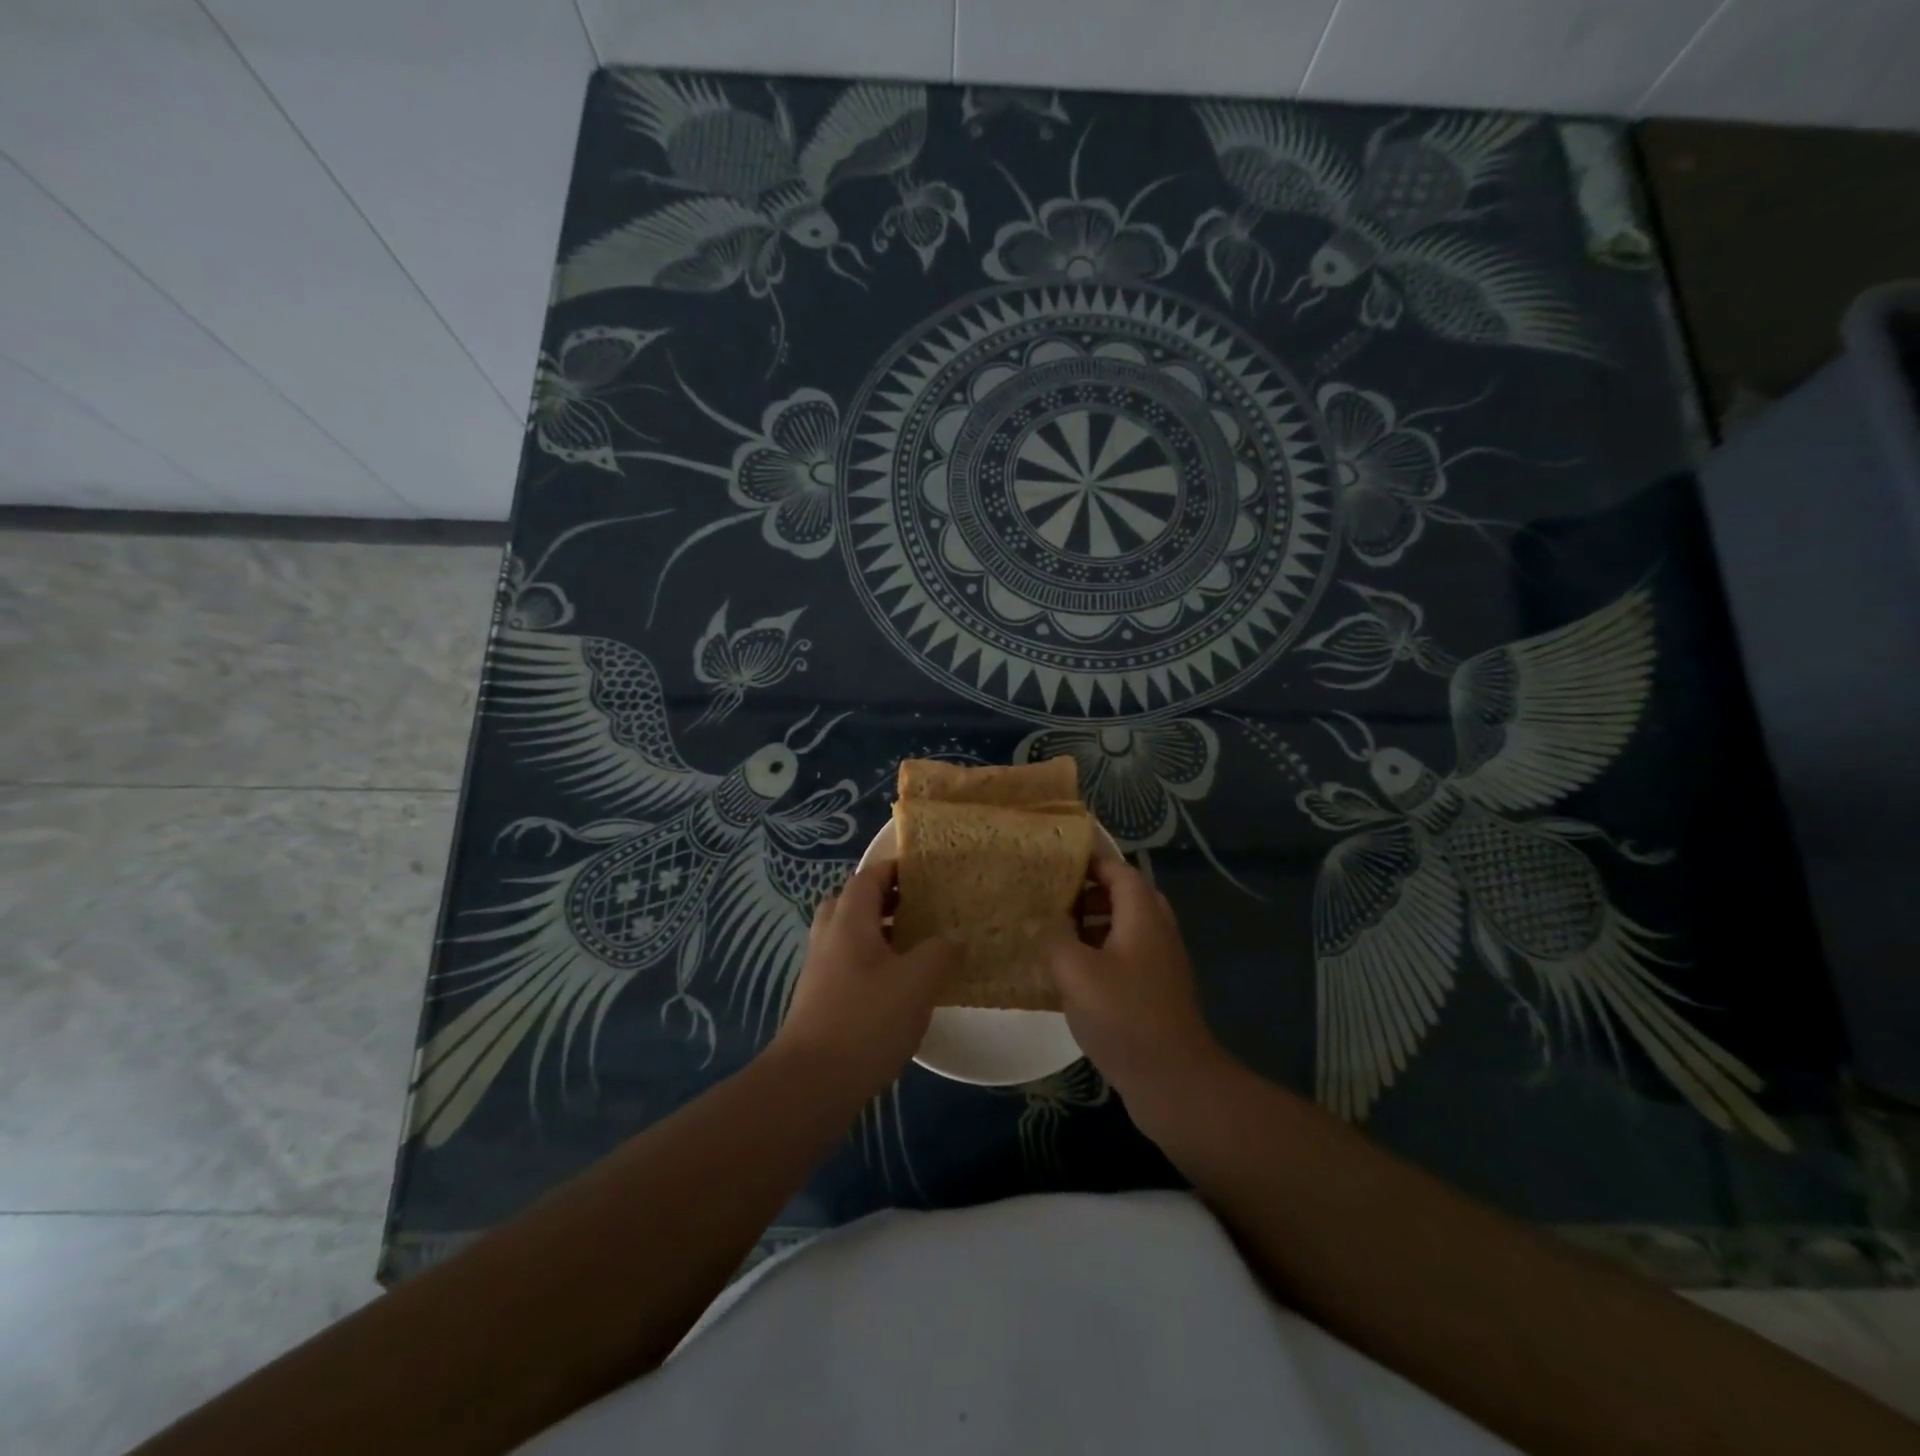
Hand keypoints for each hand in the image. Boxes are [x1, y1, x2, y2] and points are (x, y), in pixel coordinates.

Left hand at [773, 861, 958, 1102]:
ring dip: (880, 934)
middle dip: (885, 900)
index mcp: (850, 921)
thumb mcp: (918, 982)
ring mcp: (820, 970)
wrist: (812, 1082)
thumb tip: (953, 939)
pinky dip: (872, 963)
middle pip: (854, 903)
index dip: (894, 869)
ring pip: (850, 936)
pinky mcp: (820, 1000)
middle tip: (919, 908)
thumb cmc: (867, 1020)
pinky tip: (899, 987)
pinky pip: (848, 965)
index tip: (925, 872)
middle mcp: (829, 937)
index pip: (868, 877)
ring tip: (916, 946)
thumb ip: (940, 952)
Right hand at [1047, 859, 1226, 1132]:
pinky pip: (1128, 955)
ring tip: (1057, 934)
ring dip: (1094, 924)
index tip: (1055, 863)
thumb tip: (1044, 920)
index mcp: (1143, 915)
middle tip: (1054, 899)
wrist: (1173, 1080)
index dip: (1090, 862)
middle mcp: (1158, 931)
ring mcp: (1161, 963)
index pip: (1119, 870)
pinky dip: (1102, 952)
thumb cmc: (1123, 1015)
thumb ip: (1055, 937)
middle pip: (1125, 896)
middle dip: (1090, 893)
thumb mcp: (1075, 971)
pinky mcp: (1157, 991)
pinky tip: (1074, 974)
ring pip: (1126, 927)